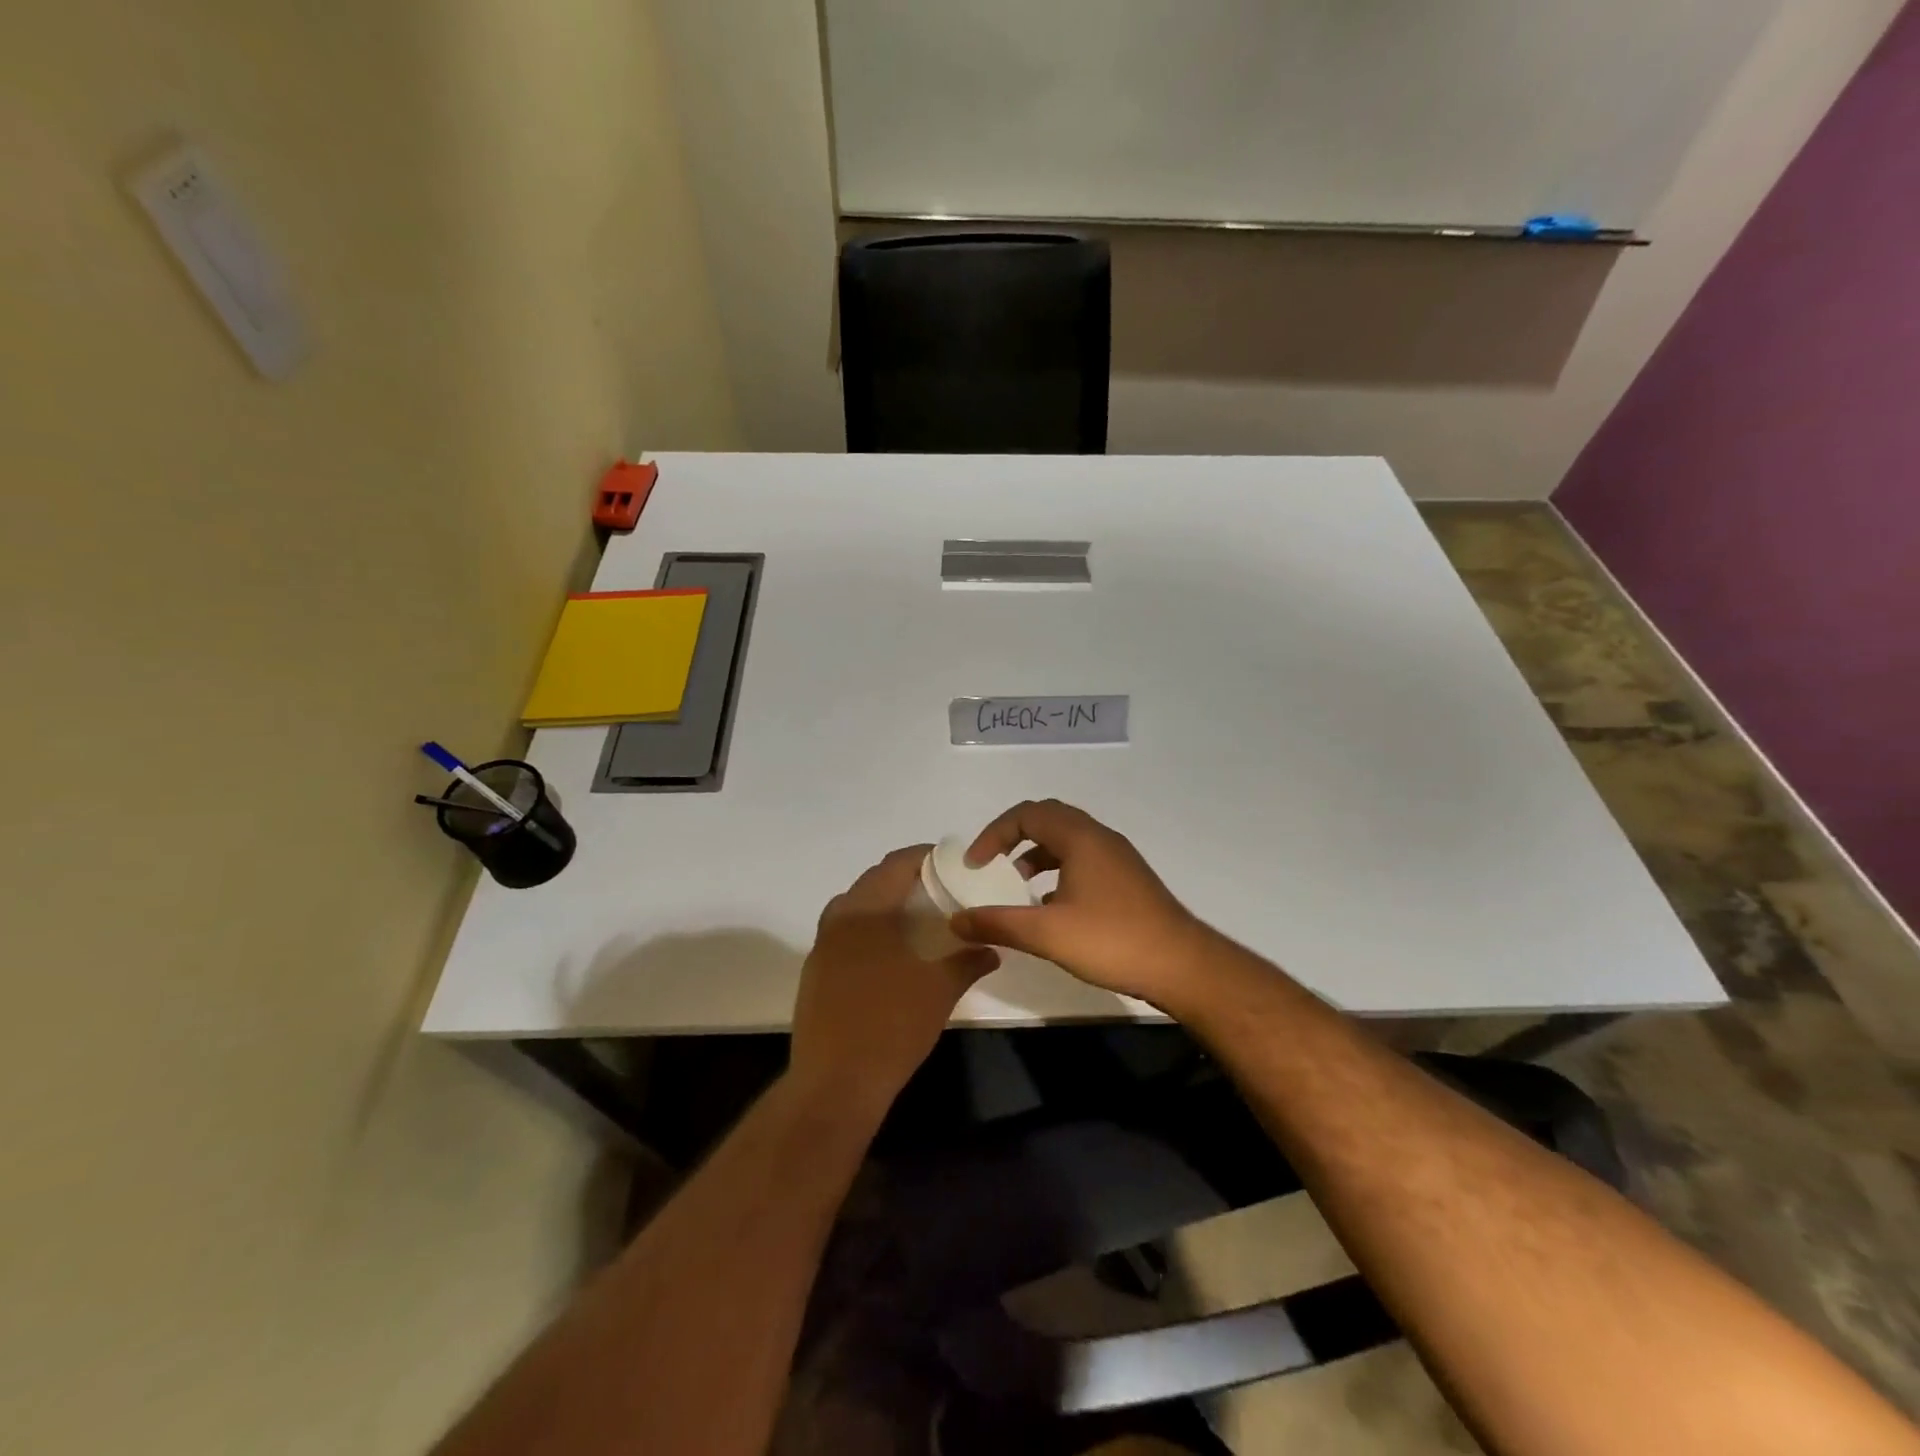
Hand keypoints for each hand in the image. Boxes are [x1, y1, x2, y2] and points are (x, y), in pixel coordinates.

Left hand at [787, 846, 999, 1120]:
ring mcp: (822, 945)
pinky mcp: (815, 971)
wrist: (835, 1083)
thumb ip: (968, 962)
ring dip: (886, 903)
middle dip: (907, 878)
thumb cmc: (892, 1026)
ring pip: (856, 906)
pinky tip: (892, 952)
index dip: (926, 856)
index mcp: (867, 911)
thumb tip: (993, 949)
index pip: (897, 864)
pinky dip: (870, 928)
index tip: (952, 863)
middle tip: (941, 890)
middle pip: (875, 880)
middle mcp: (839, 918)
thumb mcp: (940, 991)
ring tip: (919, 918)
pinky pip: (845, 932)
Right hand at [952, 799, 1216, 1009]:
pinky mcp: (1128, 878)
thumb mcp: (1047, 934)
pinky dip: (1059, 869)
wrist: (1182, 965)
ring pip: (1068, 839)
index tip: (975, 865)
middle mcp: (1100, 837)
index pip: (1027, 814)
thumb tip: (956, 921)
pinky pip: (1084, 858)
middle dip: (1014, 836)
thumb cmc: (1112, 941)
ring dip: (1038, 853)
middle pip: (1048, 818)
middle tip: (993, 863)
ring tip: (1018, 884)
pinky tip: (1052, 905)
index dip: (994, 834)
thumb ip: (998, 924)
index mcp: (1080, 838)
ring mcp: (1118, 857)